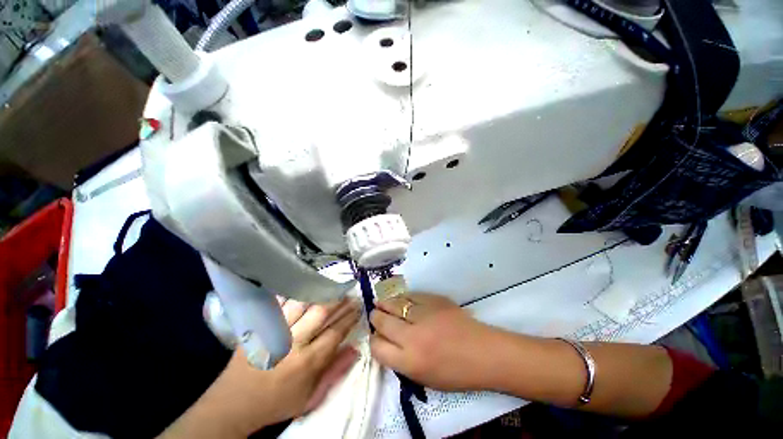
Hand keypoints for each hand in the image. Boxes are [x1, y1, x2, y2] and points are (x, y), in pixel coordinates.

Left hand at [270, 297, 360, 416]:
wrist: (234, 404)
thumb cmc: (278, 402)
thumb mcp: (311, 397)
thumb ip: (335, 372)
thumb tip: (355, 349)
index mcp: (307, 363)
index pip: (335, 332)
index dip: (349, 317)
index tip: (358, 306)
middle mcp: (292, 343)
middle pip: (320, 313)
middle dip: (338, 300)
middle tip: (348, 293)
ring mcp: (274, 332)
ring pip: (301, 303)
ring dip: (319, 293)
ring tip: (330, 287)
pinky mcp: (259, 327)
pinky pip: (277, 303)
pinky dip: (292, 293)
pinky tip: (303, 287)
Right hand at [369, 293, 495, 390]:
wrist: (484, 353)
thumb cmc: (456, 373)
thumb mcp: (424, 378)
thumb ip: (401, 361)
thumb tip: (387, 341)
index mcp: (410, 362)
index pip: (377, 347)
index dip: (373, 340)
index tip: (376, 336)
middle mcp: (412, 337)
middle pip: (382, 322)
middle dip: (375, 317)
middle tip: (375, 314)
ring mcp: (424, 315)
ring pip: (395, 304)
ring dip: (385, 303)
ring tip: (381, 303)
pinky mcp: (434, 300)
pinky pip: (412, 295)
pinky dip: (403, 297)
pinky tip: (400, 298)